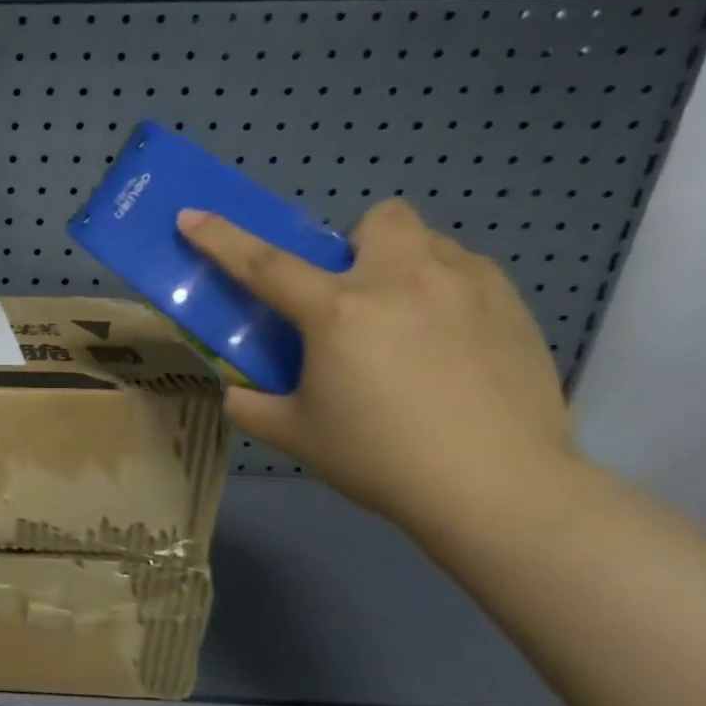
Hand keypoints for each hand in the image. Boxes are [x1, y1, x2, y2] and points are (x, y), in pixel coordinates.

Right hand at [178, 199, 574, 530]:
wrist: (498, 489)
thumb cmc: (381, 458)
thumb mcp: (294, 435)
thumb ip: (251, 406)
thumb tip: (237, 392)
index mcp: (338, 312)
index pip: (263, 263)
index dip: (220, 237)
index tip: (191, 215)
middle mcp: (402, 281)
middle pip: (379, 219)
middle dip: (357, 242)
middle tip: (352, 294)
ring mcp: (467, 287)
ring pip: (429, 243)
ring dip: (404, 267)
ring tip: (404, 323)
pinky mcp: (514, 307)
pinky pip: (469, 274)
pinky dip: (446, 292)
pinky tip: (448, 345)